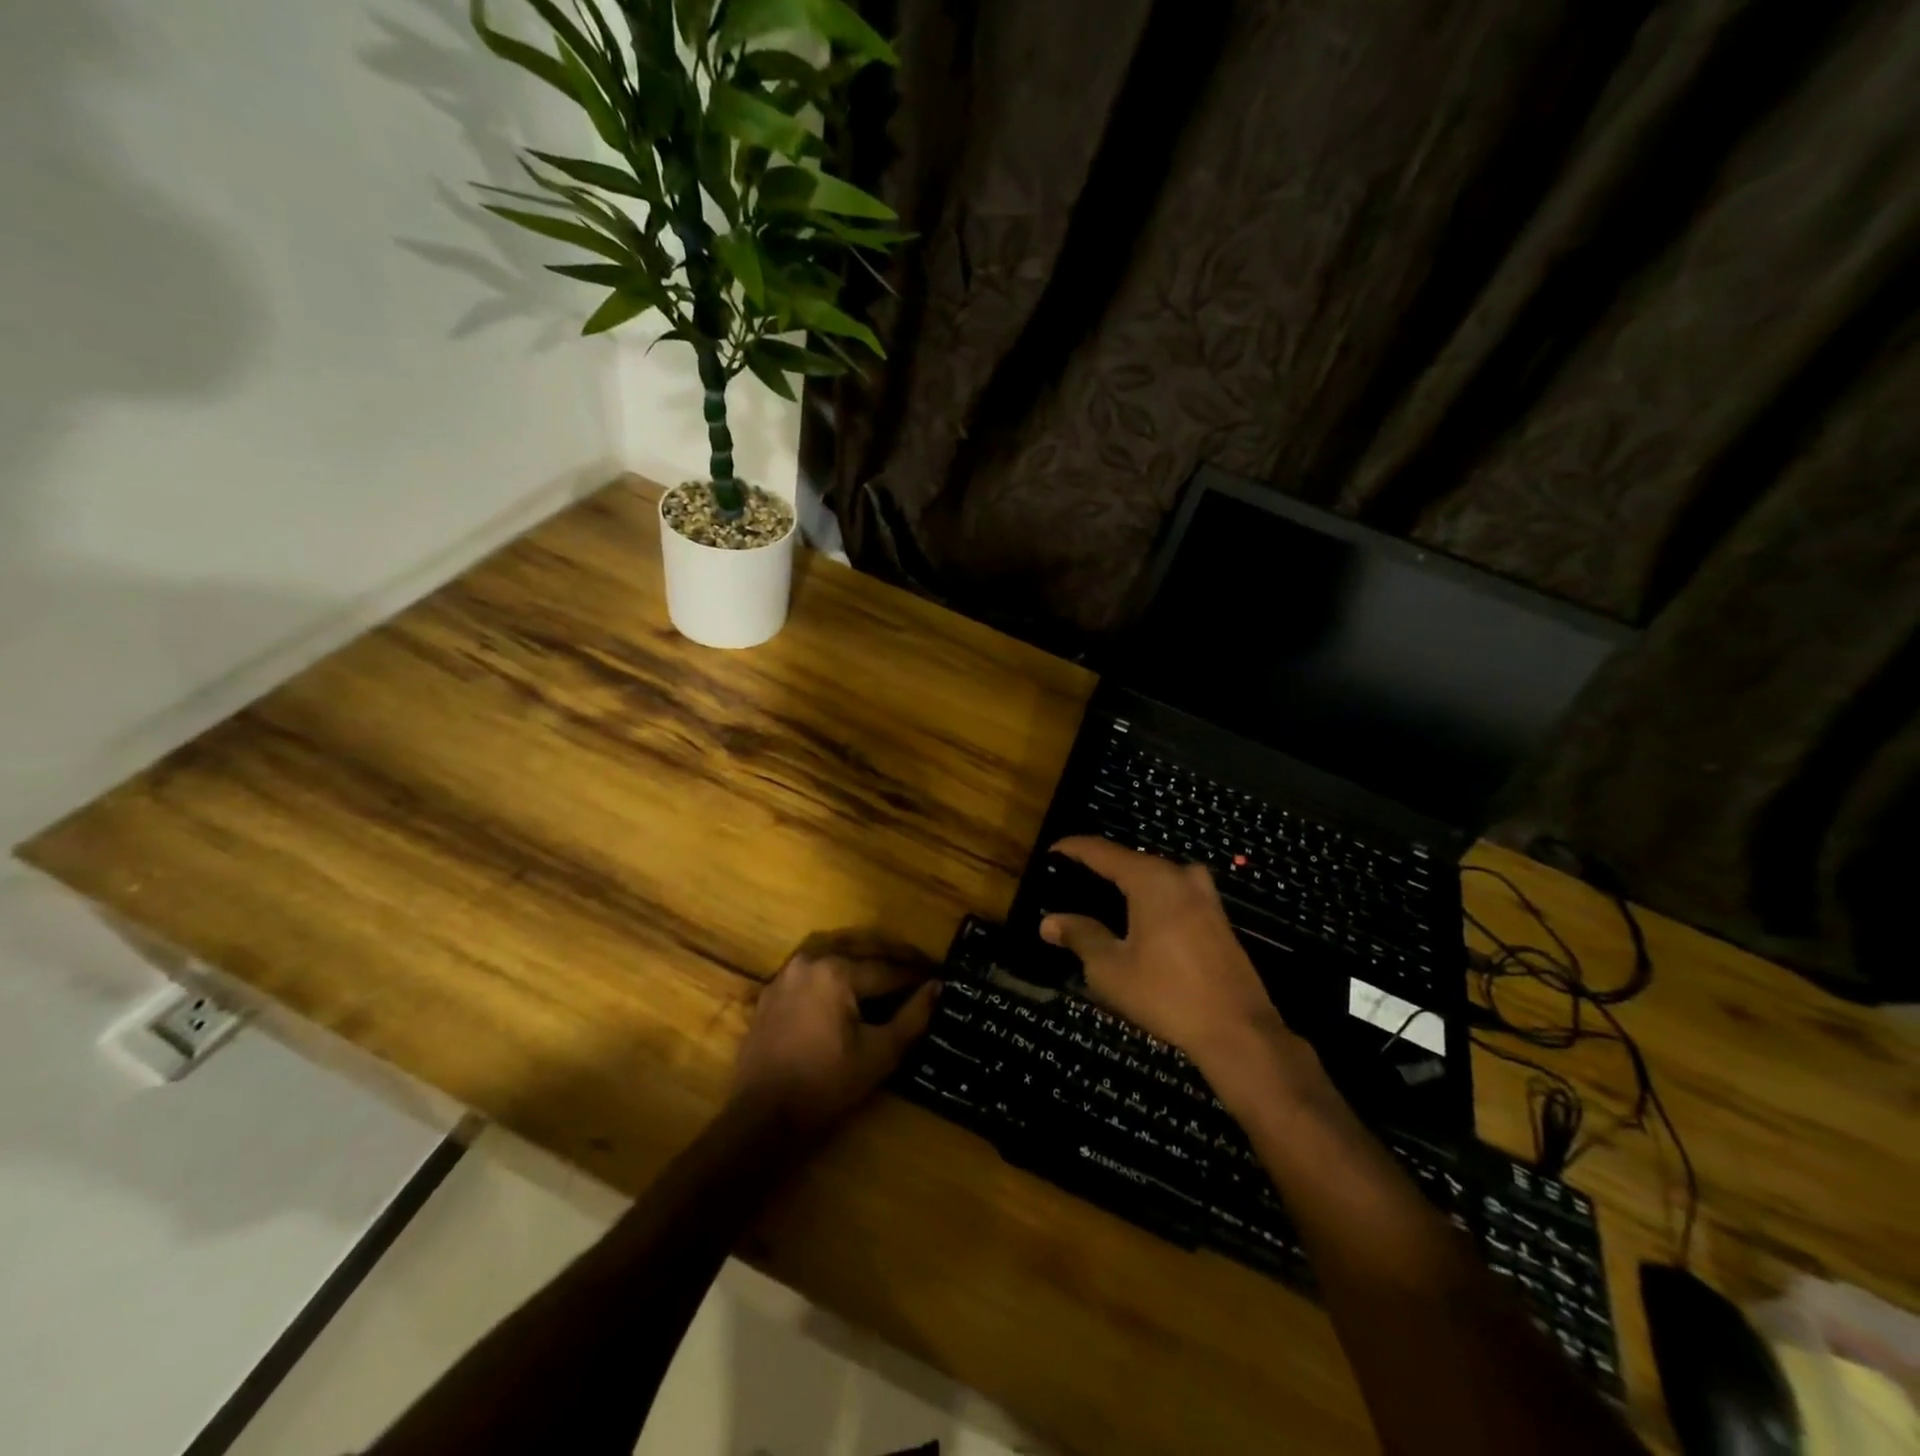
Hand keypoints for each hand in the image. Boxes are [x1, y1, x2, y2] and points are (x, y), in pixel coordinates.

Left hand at [729, 931, 939, 1137]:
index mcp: (837, 971)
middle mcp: (810, 960)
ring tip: (887, 972)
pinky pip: (811, 969)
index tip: (939, 977)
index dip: (916, 976)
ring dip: (862, 958)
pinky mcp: (771, 991)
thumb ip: (913, 1017)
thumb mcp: (880, 1054)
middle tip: (919, 968)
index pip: (887, 969)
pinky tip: (847, 987)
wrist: (762, 1117)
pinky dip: (834, 970)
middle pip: (861, 951)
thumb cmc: (826, 1085)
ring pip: (834, 953)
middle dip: (892, 960)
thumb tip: (938, 987)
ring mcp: (786, 973)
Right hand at [1040, 838, 1322, 1116]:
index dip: (1072, 849)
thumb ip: (1080, 936)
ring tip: (1098, 902)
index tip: (1049, 853)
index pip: (1101, 851)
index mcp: (1151, 879)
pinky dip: (1149, 899)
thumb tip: (1049, 922)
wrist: (1238, 1030)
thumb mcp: (1110, 968)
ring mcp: (1204, 895)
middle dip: (1099, 868)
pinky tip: (1135, 922)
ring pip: (1154, 878)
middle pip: (1130, 861)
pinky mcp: (1217, 918)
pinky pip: (1173, 894)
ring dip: (1126, 884)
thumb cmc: (1166, 994)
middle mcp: (1180, 875)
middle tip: (1069, 884)